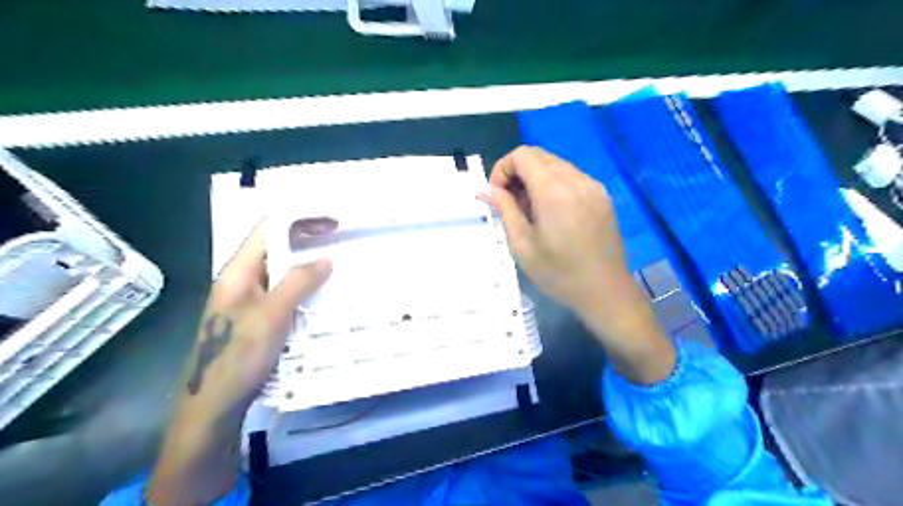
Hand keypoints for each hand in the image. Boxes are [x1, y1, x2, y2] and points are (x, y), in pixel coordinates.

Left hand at [149, 226, 331, 505]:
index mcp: (238, 272)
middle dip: (308, 242)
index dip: (299, 220)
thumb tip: (325, 259)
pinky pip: (284, 294)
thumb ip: (298, 282)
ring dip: (308, 267)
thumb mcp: (271, 316)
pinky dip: (304, 290)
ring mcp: (249, 301)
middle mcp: (242, 281)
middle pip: (275, 249)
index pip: (268, 230)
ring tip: (338, 268)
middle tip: (341, 244)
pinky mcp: (257, 319)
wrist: (213, 406)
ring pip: (281, 273)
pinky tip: (321, 298)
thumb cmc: (238, 358)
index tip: (332, 223)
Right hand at [487, 147, 629, 318]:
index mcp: (554, 191)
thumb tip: (485, 189)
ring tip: (531, 211)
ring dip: (535, 178)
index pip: (522, 155)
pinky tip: (552, 213)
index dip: (502, 169)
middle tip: (511, 204)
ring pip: (555, 164)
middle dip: (517, 173)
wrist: (605, 291)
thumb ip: (504, 209)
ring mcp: (593, 186)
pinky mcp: (602, 195)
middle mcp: (576, 180)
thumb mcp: (522, 245)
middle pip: (539, 155)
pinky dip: (554, 185)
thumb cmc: (558, 273)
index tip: (498, 196)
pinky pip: (571, 177)